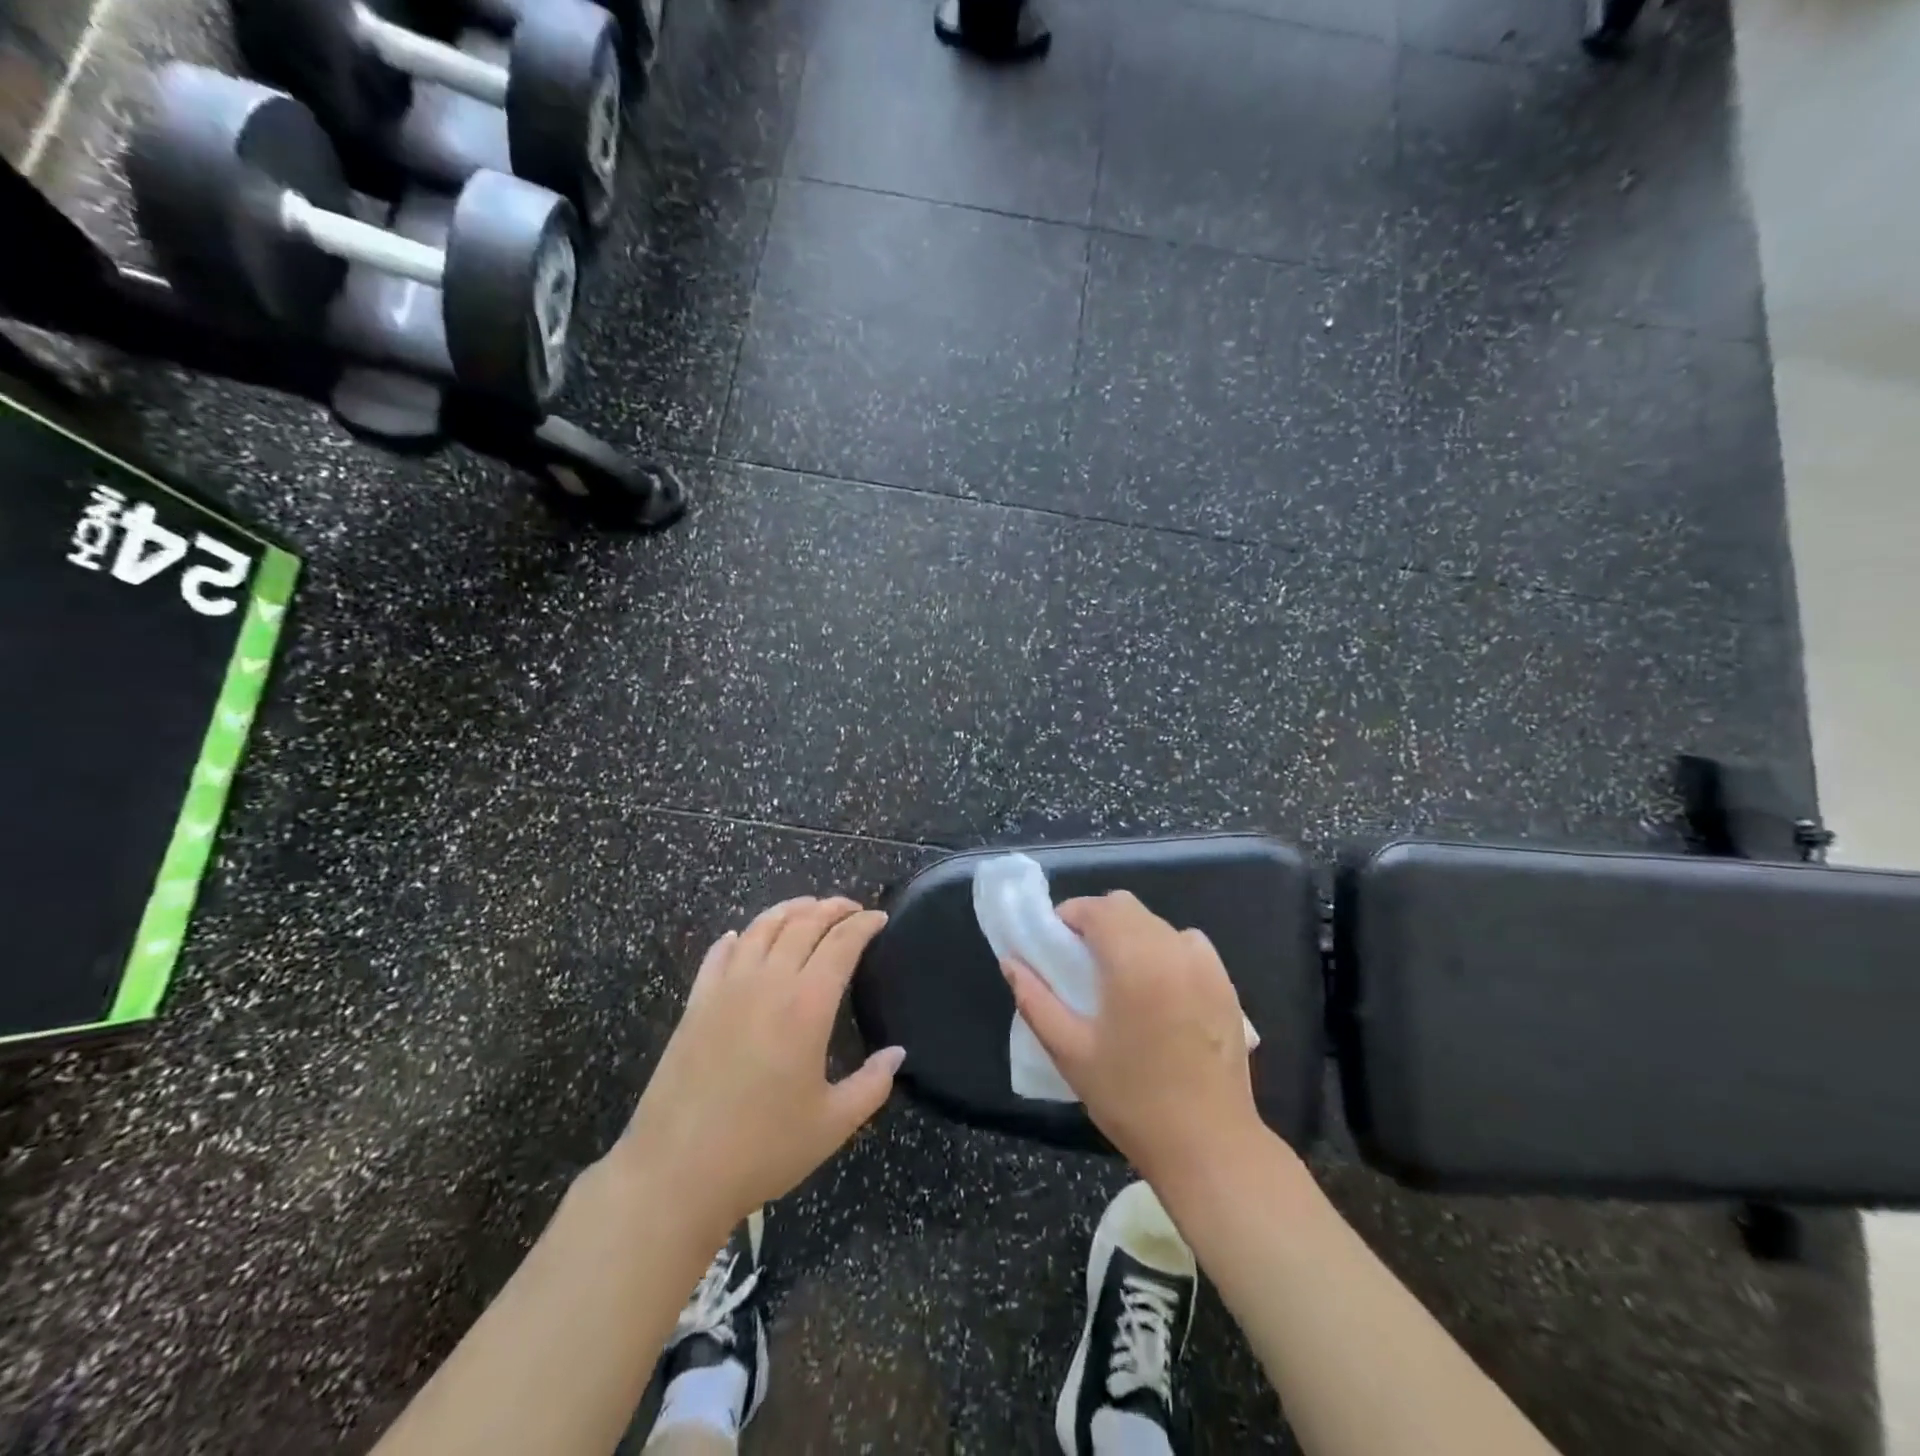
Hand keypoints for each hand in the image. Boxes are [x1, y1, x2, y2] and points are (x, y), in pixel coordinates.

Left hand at [616, 897, 903, 1234]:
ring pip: (761, 928)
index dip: (863, 924)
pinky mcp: (695, 1003)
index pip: (841, 943)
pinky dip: (737, 937)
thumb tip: (897, 1053)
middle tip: (851, 908)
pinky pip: (718, 954)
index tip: (880, 917)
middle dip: (831, 908)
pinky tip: (742, 937)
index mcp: (806, 1005)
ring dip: (789, 910)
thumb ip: (872, 1084)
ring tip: (807, 908)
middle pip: (803, 924)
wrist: (675, 1173)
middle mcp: (767, 983)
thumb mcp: (832, 1124)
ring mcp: (726, 989)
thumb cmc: (763, 1149)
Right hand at [1003, 891, 1264, 1194]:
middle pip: (1126, 907)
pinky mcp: (1226, 984)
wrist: (1209, 1146)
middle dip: (1096, 921)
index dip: (1068, 916)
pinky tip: (1157, 987)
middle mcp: (1173, 949)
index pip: (1096, 908)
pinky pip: (1187, 944)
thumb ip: (1035, 1000)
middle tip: (1079, 961)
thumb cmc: (1131, 1100)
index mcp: (1134, 961)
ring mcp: (1205, 965)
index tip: (1053, 944)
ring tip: (1118, 976)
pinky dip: (1165, 949)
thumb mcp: (1070, 1051)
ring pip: (1156, 923)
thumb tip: (1011, 962)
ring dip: (1130, 934)